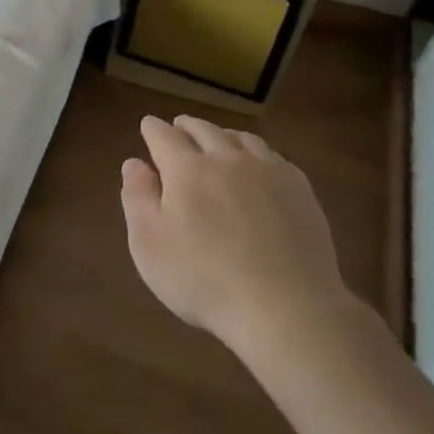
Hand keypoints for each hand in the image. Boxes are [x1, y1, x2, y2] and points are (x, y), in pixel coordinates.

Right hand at [120, 115, 351, 368]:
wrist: (287, 307)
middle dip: (186, 126)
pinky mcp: (300, 190)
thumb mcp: (149, 244)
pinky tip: (257, 165)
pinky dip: (255, 151)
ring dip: (222, 134)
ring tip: (217, 139)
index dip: (152, 129)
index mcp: (186, 169)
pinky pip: (272, 156)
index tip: (147, 125)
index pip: (164, 136)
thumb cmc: (203, 279)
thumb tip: (134, 163)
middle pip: (204, 130)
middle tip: (179, 127)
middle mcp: (227, 159)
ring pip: (241, 138)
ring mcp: (268, 171)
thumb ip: (137, 198)